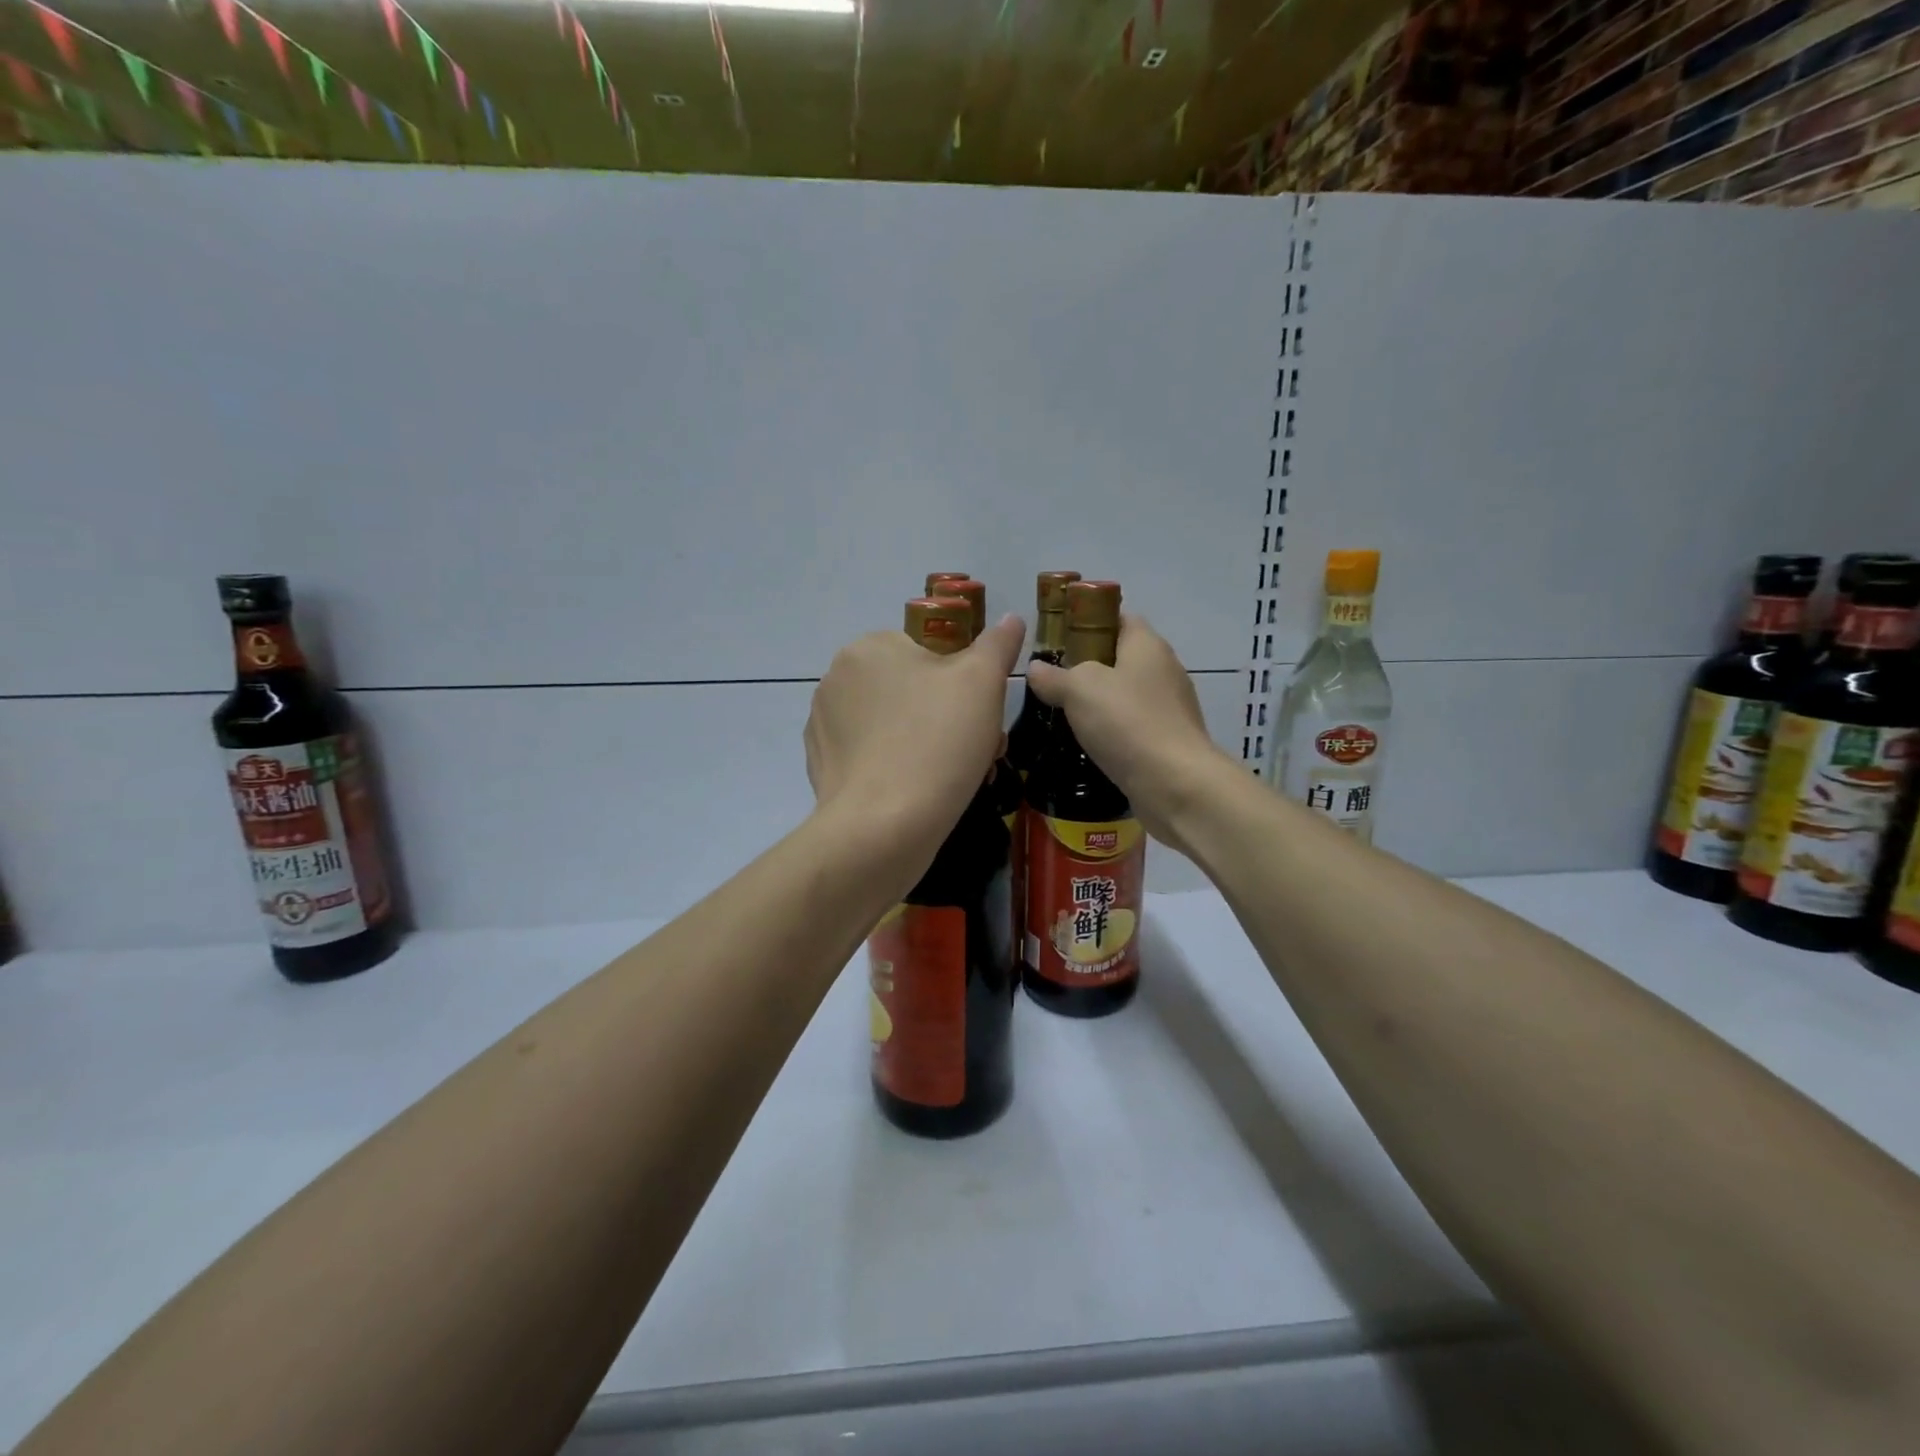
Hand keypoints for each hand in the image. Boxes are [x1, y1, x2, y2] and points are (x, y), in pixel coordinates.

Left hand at [805, 614, 1026, 860]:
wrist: (882, 829)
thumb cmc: (937, 743)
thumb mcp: (982, 682)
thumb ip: (997, 644)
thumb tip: (1010, 618)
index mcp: (868, 648)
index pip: (930, 650)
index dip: (967, 680)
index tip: (987, 714)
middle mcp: (837, 680)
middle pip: (915, 689)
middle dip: (954, 716)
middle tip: (983, 750)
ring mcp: (824, 726)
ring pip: (898, 725)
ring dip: (933, 743)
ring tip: (961, 777)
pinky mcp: (824, 767)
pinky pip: (875, 756)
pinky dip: (901, 768)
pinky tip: (922, 795)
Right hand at [1027, 614, 1228, 854]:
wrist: (1175, 784)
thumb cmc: (1127, 722)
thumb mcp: (1078, 689)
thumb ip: (1054, 676)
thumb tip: (1036, 668)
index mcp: (1147, 645)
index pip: (1118, 617)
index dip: (1087, 622)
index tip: (1057, 639)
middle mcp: (1164, 670)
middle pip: (1121, 657)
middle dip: (1087, 667)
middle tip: (1051, 681)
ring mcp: (1170, 708)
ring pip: (1126, 696)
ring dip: (1098, 704)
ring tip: (1062, 715)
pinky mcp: (1169, 741)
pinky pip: (1133, 727)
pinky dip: (1112, 732)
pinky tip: (1088, 745)